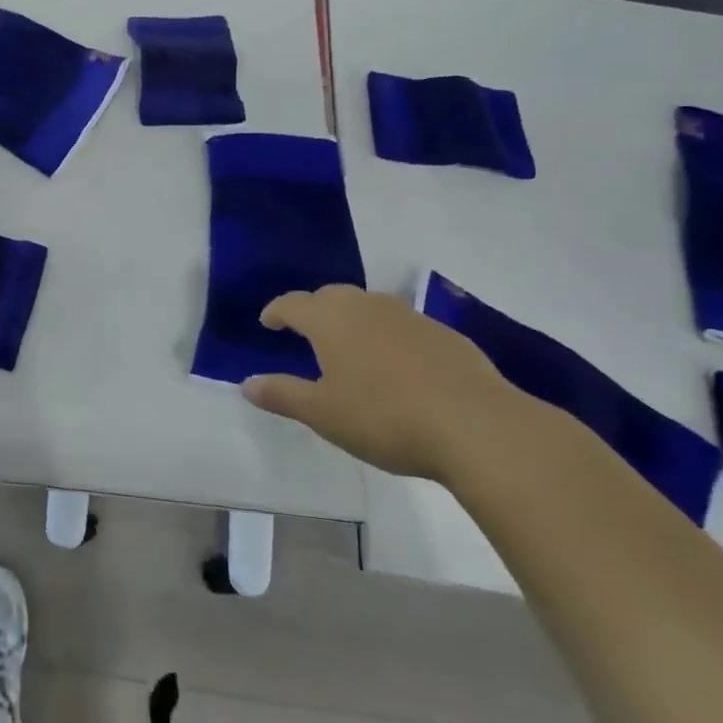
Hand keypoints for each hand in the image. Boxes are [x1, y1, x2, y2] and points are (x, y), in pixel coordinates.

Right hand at [240, 284, 523, 480]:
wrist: (475, 425)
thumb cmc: (385, 417)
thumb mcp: (324, 414)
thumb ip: (282, 395)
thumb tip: (246, 383)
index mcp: (330, 320)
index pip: (293, 304)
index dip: (276, 311)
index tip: (268, 323)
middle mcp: (366, 306)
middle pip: (330, 297)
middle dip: (313, 310)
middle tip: (306, 333)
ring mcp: (408, 316)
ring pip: (368, 307)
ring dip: (352, 320)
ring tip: (349, 348)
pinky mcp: (443, 333)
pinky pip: (401, 325)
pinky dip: (387, 336)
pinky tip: (396, 366)